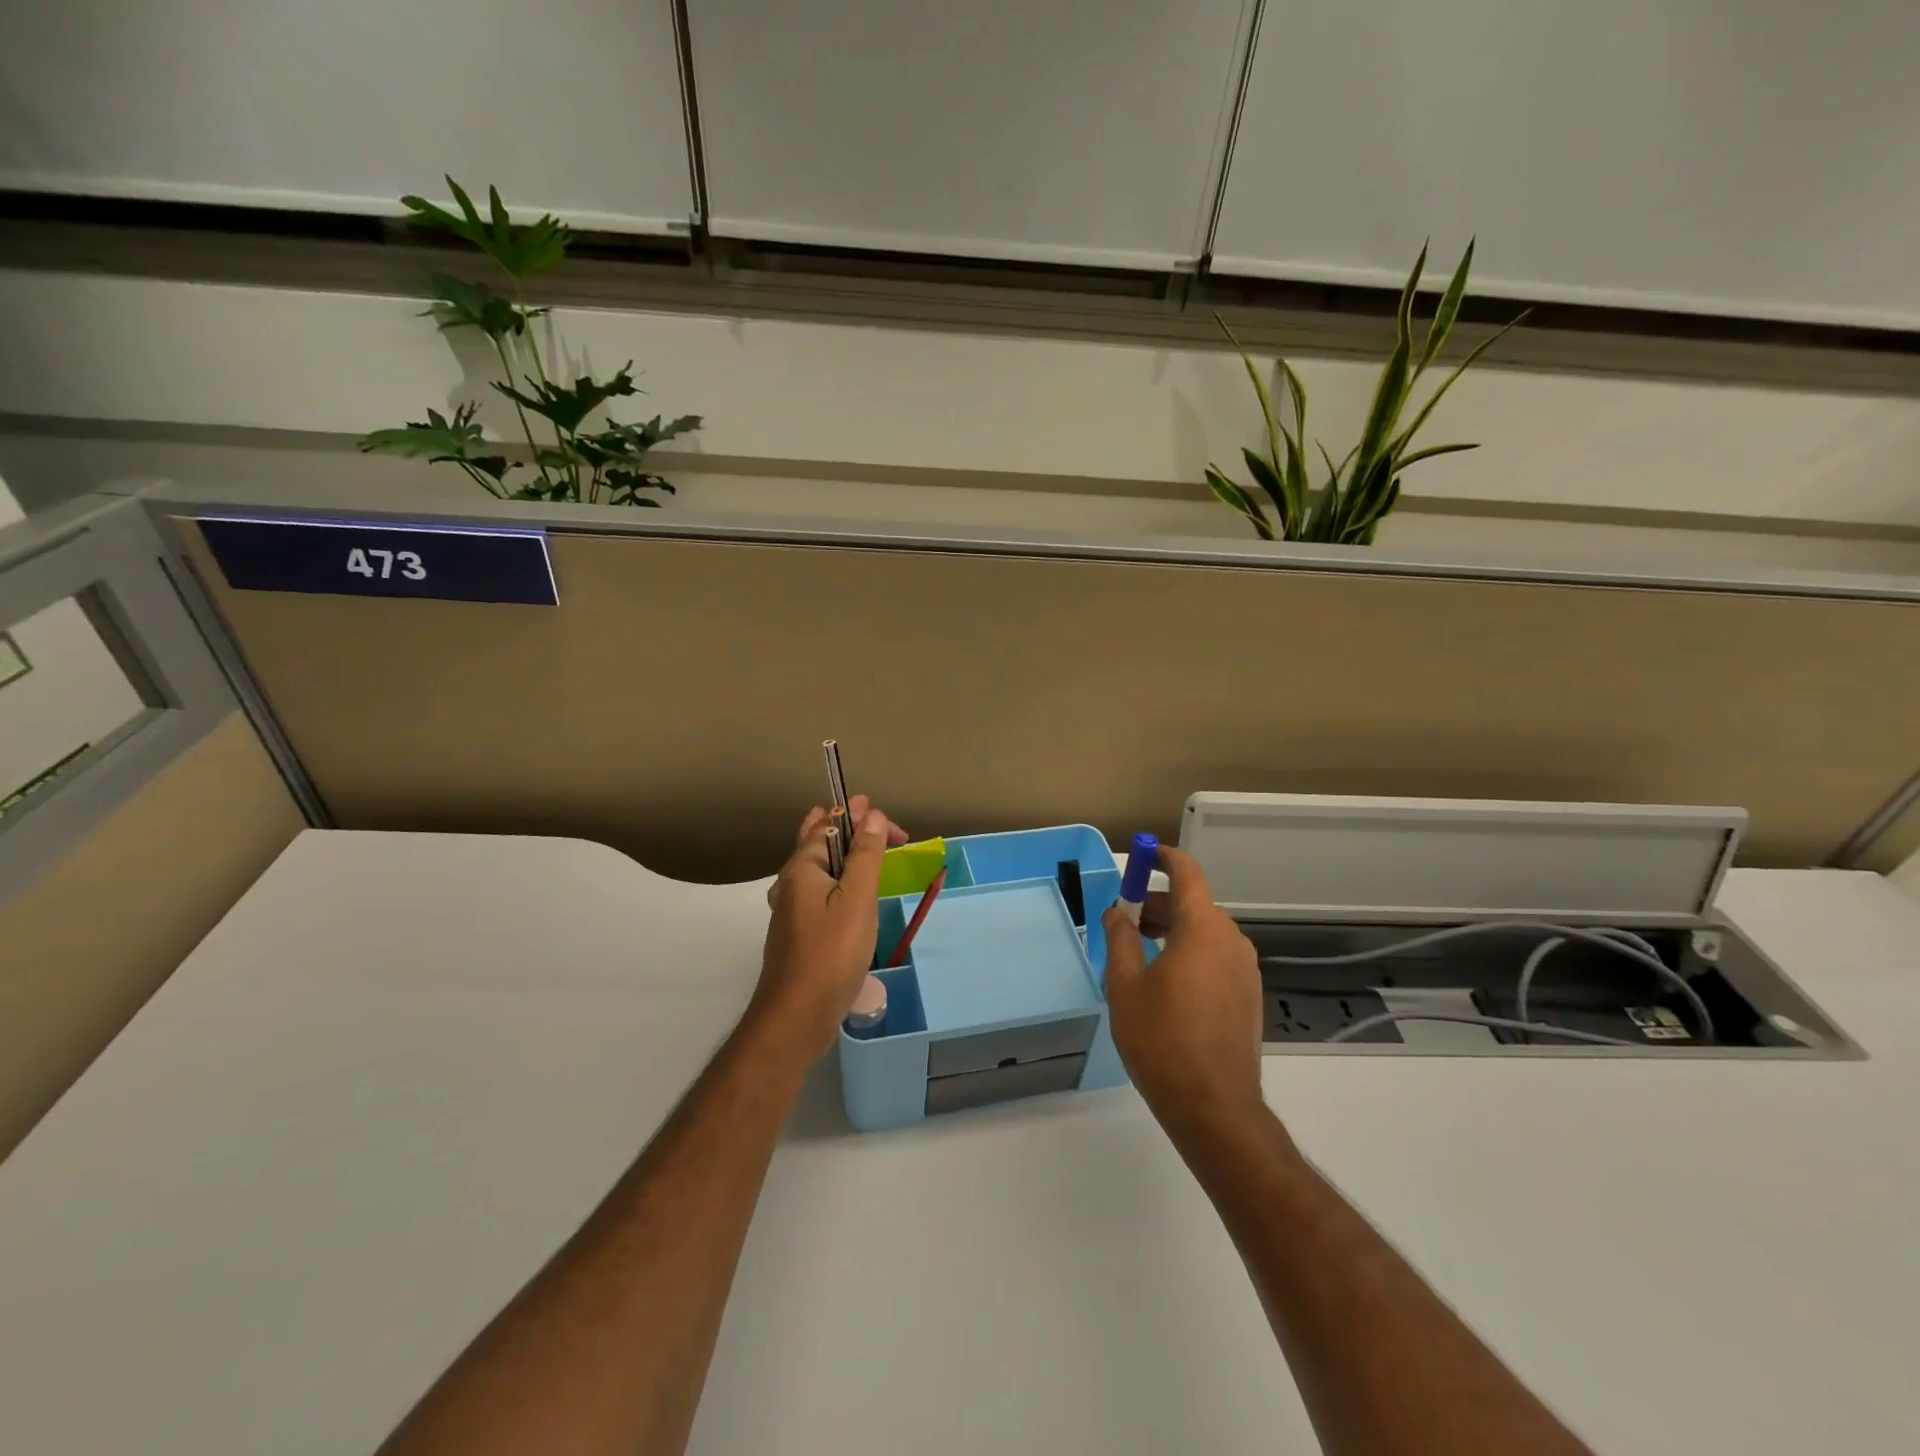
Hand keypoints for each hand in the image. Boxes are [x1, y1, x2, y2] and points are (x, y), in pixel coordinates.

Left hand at [752, 796, 907, 1060]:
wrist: (797, 1016)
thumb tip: (873, 815)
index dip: (859, 817)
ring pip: (816, 869)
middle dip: (844, 827)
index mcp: (802, 868)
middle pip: (816, 843)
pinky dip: (837, 879)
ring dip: (840, 853)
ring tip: (860, 847)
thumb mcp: (857, 898)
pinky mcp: (799, 934)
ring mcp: (791, 911)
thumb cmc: (831, 952)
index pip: (830, 825)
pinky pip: (819, 892)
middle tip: (870, 818)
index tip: (889, 822)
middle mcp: (791, 884)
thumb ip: (866, 855)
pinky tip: (847, 894)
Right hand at [1102, 844, 1265, 1132]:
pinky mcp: (1249, 995)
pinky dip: (1191, 952)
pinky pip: (1217, 956)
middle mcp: (1231, 940)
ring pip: (1206, 931)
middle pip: (1195, 903)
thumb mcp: (1125, 986)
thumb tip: (1118, 912)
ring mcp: (1245, 969)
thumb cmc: (1162, 1040)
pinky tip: (1167, 981)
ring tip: (1140, 952)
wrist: (1214, 1107)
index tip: (1142, 856)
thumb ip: (1121, 939)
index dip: (1163, 858)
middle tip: (1126, 919)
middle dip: (1160, 903)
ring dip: (1175, 929)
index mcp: (1203, 929)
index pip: (1187, 873)